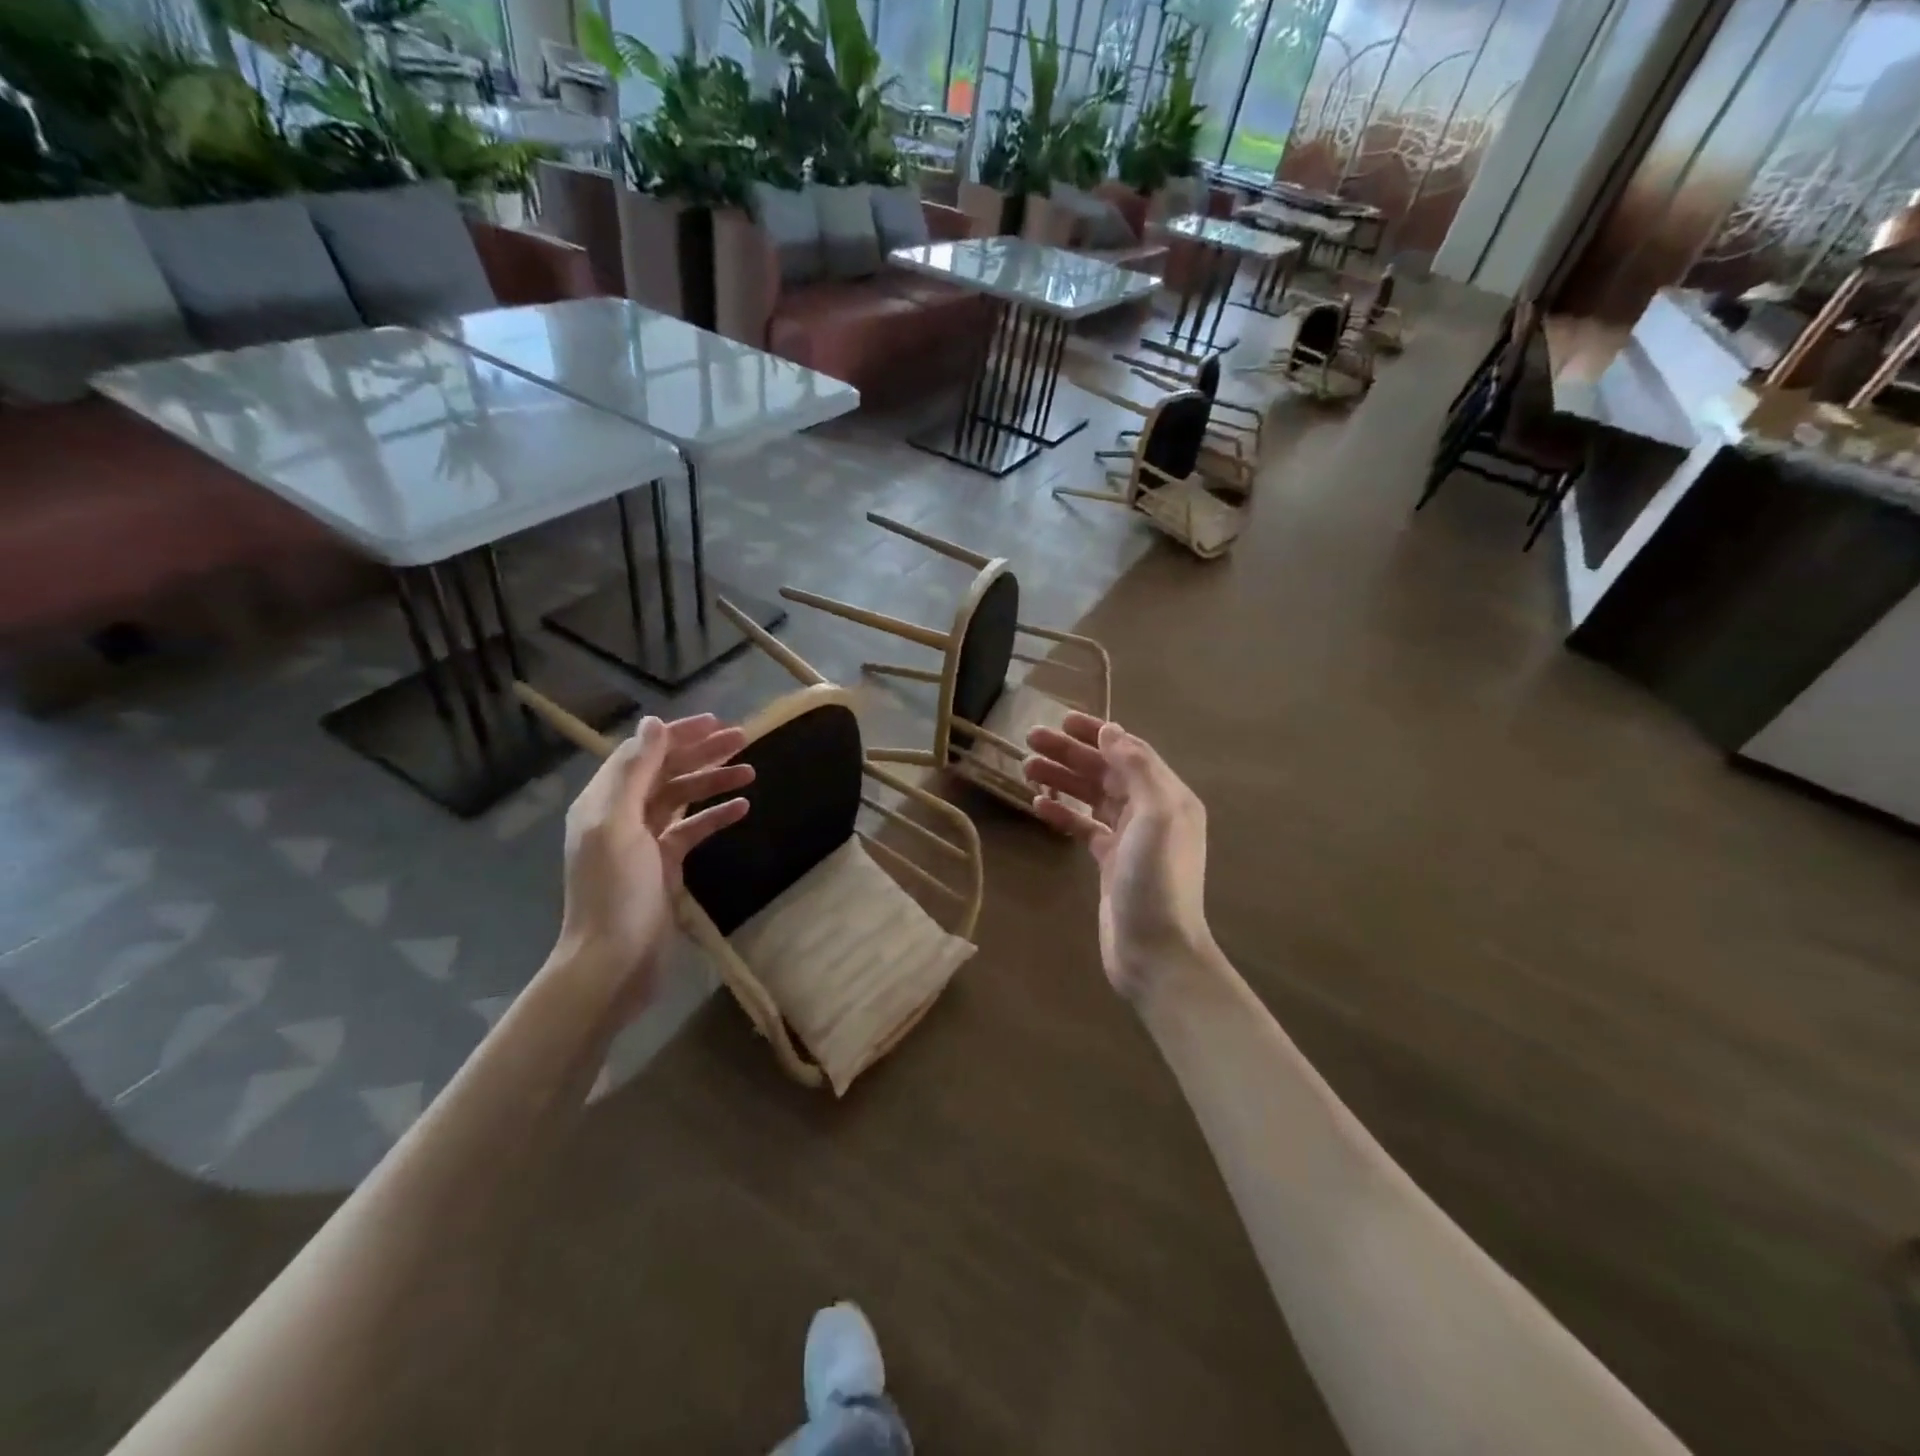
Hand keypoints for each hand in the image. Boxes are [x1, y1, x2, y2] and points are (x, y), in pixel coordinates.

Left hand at [554, 714, 752, 1011]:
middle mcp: (621, 815)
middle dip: (702, 753)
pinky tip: (742, 808)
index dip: (678, 734)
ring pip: (682, 798)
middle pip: (665, 771)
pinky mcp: (663, 865)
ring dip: (713, 782)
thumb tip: (653, 724)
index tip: (717, 722)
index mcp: (604, 801)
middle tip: (743, 738)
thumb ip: (634, 773)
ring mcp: (644, 841)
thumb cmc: (615, 892)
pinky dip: (715, 816)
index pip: (643, 753)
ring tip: (751, 772)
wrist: (613, 962)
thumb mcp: (619, 826)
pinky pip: (692, 830)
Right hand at [1023, 714, 1212, 1000]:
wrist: (1155, 951)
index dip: (1096, 733)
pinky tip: (1038, 804)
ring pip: (1091, 796)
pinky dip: (1063, 813)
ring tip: (1025, 767)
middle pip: (1105, 771)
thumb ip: (1137, 769)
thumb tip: (1111, 731)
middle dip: (1070, 753)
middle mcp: (1151, 811)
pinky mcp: (1110, 862)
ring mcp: (1129, 838)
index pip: (1128, 752)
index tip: (1061, 720)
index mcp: (1167, 796)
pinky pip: (1084, 826)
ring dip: (1061, 779)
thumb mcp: (1155, 816)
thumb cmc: (1156, 881)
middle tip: (1030, 739)